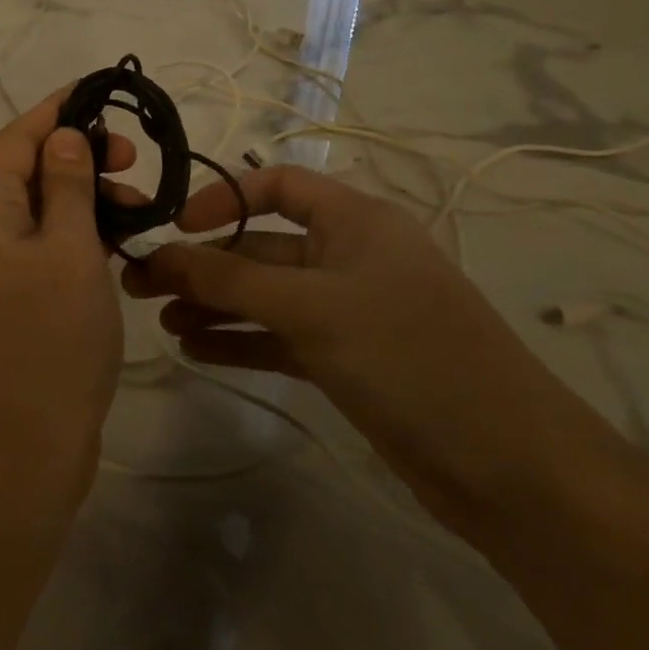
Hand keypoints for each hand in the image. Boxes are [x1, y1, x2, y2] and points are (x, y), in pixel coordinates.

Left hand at [0, 89, 135, 510]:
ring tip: (140, 209)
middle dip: (82, 156)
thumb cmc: (48, 340)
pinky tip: (121, 244)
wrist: (17, 447)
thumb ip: (68, 186)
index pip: (19, 136)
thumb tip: (63, 136)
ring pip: (43, 210)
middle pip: (30, 170)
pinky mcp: (14, 300)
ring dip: (88, 198)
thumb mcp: (69, 251)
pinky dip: (81, 237)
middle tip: (135, 163)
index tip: (104, 91)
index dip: (60, 109)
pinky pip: (47, 248)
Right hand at [124, 166, 627, 532]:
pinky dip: (239, 341)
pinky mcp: (346, 359)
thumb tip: (161, 255)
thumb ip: (229, 280)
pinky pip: (279, 338)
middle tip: (141, 285)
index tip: (176, 226)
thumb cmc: (409, 356)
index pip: (278, 186)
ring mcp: (348, 311)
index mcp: (356, 221)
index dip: (224, 198)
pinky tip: (195, 350)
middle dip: (203, 264)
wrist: (507, 463)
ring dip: (214, 305)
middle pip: (261, 248)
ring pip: (265, 297)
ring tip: (162, 321)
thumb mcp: (311, 307)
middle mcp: (350, 257)